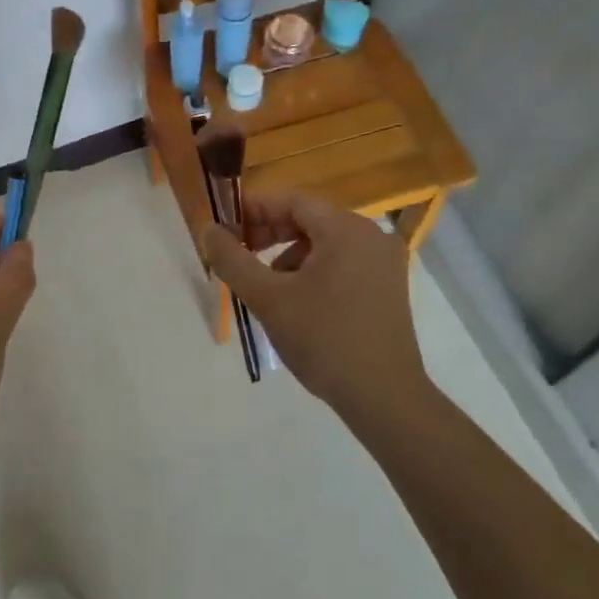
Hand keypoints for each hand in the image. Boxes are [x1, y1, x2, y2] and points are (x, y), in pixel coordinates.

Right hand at [203, 192, 427, 423]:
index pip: (291, 201)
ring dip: (289, 255)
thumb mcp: (267, 298)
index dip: (253, 209)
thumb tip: (209, 230)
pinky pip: (343, 262)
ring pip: (325, 243)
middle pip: (309, 220)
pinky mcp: (389, 287)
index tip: (224, 228)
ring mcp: (385, 262)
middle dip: (269, 233)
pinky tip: (297, 300)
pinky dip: (314, 270)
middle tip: (238, 254)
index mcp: (346, 229)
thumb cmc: (323, 340)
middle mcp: (371, 236)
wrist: (383, 397)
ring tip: (265, 284)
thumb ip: (232, 260)